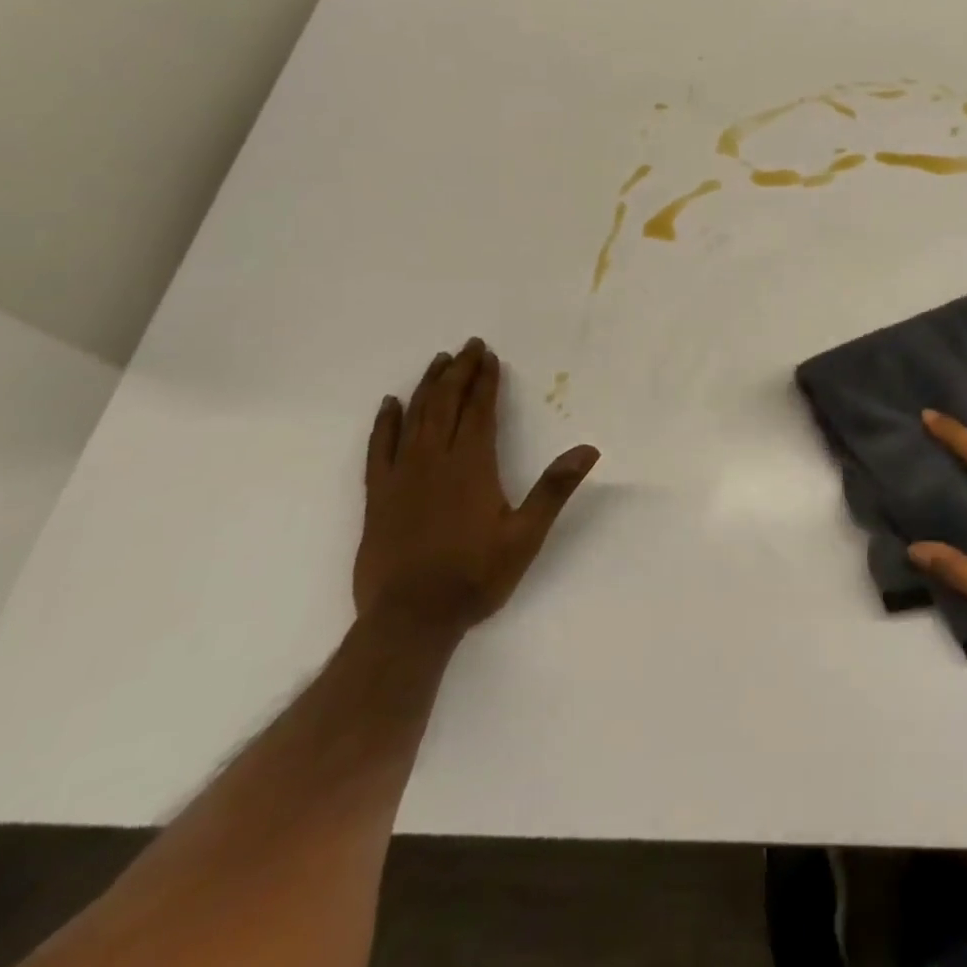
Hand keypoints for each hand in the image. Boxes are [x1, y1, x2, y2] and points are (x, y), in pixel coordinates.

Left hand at [356, 337, 599, 630]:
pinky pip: (378, 449)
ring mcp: (401, 477)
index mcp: (472, 466)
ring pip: (413, 419)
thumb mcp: (526, 535)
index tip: (490, 356)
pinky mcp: (378, 496)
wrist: (409, 620)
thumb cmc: (474, 576)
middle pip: (445, 405)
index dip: (485, 381)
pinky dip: (384, 423)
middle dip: (458, 373)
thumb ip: (554, 488)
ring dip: (427, 387)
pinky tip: (389, 405)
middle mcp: (434, 461)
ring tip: (437, 362)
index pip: (479, 411)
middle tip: (468, 346)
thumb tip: (588, 449)